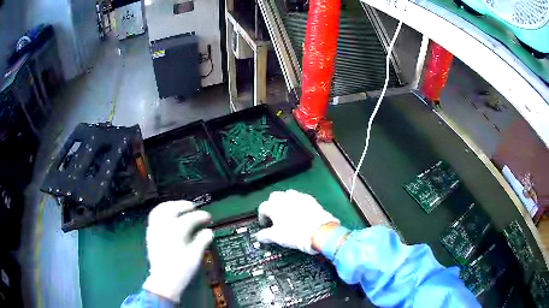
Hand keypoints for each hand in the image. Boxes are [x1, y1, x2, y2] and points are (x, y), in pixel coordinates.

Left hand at [142, 201, 212, 302]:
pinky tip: (166, 215)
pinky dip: (161, 211)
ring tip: (178, 206)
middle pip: (173, 209)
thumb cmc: (182, 270)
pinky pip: (154, 216)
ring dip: (170, 205)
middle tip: (193, 207)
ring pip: (160, 210)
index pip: (190, 218)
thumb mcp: (195, 257)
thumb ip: (201, 241)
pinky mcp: (150, 234)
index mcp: (176, 231)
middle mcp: (164, 226)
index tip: (208, 217)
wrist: (164, 281)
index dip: (201, 216)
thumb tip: (208, 232)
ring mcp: (155, 229)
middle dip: (184, 205)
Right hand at [254, 190, 338, 253]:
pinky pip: (301, 198)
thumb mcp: (276, 237)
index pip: (262, 208)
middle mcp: (285, 198)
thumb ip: (264, 235)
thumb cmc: (294, 234)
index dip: (262, 217)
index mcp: (274, 206)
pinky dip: (298, 204)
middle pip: (274, 197)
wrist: (319, 231)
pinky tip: (301, 213)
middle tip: (275, 217)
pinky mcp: (311, 199)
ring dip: (285, 202)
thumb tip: (258, 236)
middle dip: (273, 206)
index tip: (265, 225)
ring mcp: (299, 197)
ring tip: (288, 213)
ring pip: (288, 195)